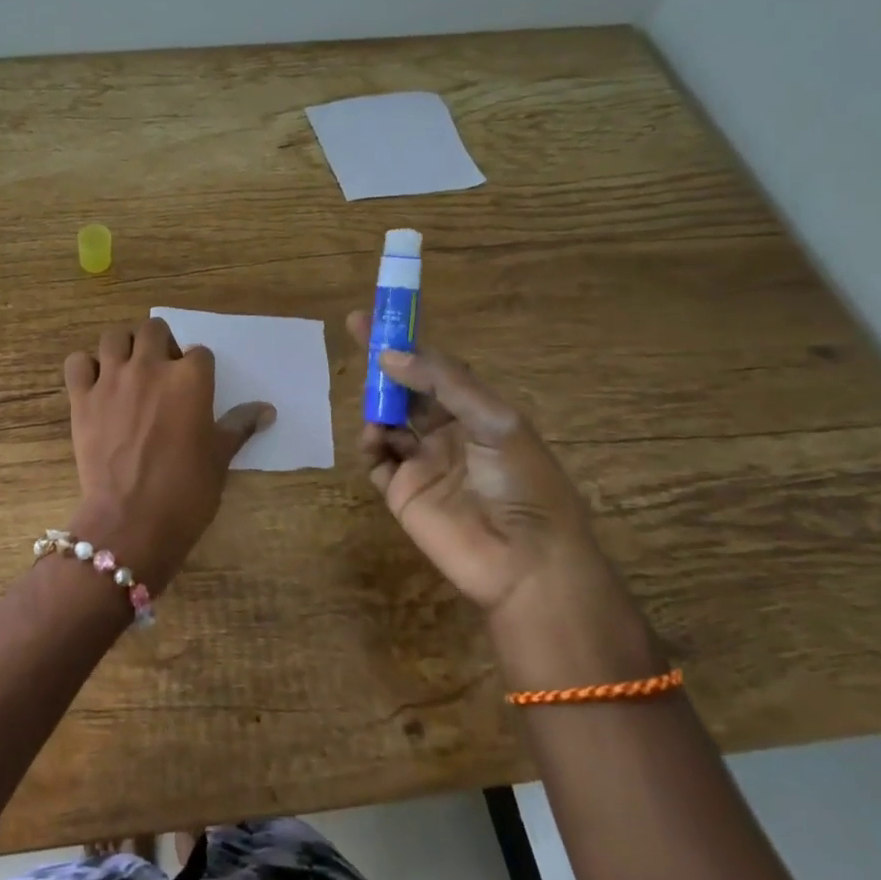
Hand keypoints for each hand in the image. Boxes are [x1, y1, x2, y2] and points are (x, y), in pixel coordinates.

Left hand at [64, 317, 273, 593]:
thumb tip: (267, 410)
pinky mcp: (81, 398)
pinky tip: (95, 385)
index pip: (199, 353)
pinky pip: (77, 363)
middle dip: (161, 344)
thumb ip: (240, 425)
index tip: (195, 390)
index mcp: (190, 378)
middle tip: (161, 372)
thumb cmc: (186, 491)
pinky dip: (86, 368)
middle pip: (154, 329)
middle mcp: (150, 367)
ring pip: (114, 337)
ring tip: (128, 372)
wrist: (131, 520)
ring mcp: (111, 379)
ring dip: (123, 348)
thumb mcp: (219, 457)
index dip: (198, 370)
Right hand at [345, 311, 618, 629]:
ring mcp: (422, 463)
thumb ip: (444, 384)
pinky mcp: (402, 492)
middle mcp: (446, 433)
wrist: (526, 563)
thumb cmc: (522, 483)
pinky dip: (369, 442)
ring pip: (387, 420)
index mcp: (476, 413)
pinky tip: (373, 435)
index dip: (408, 342)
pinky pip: (377, 459)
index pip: (435, 369)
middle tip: (354, 330)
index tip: (377, 317)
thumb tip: (389, 355)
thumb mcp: (495, 421)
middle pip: (406, 389)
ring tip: (375, 401)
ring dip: (377, 403)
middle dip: (382, 362)